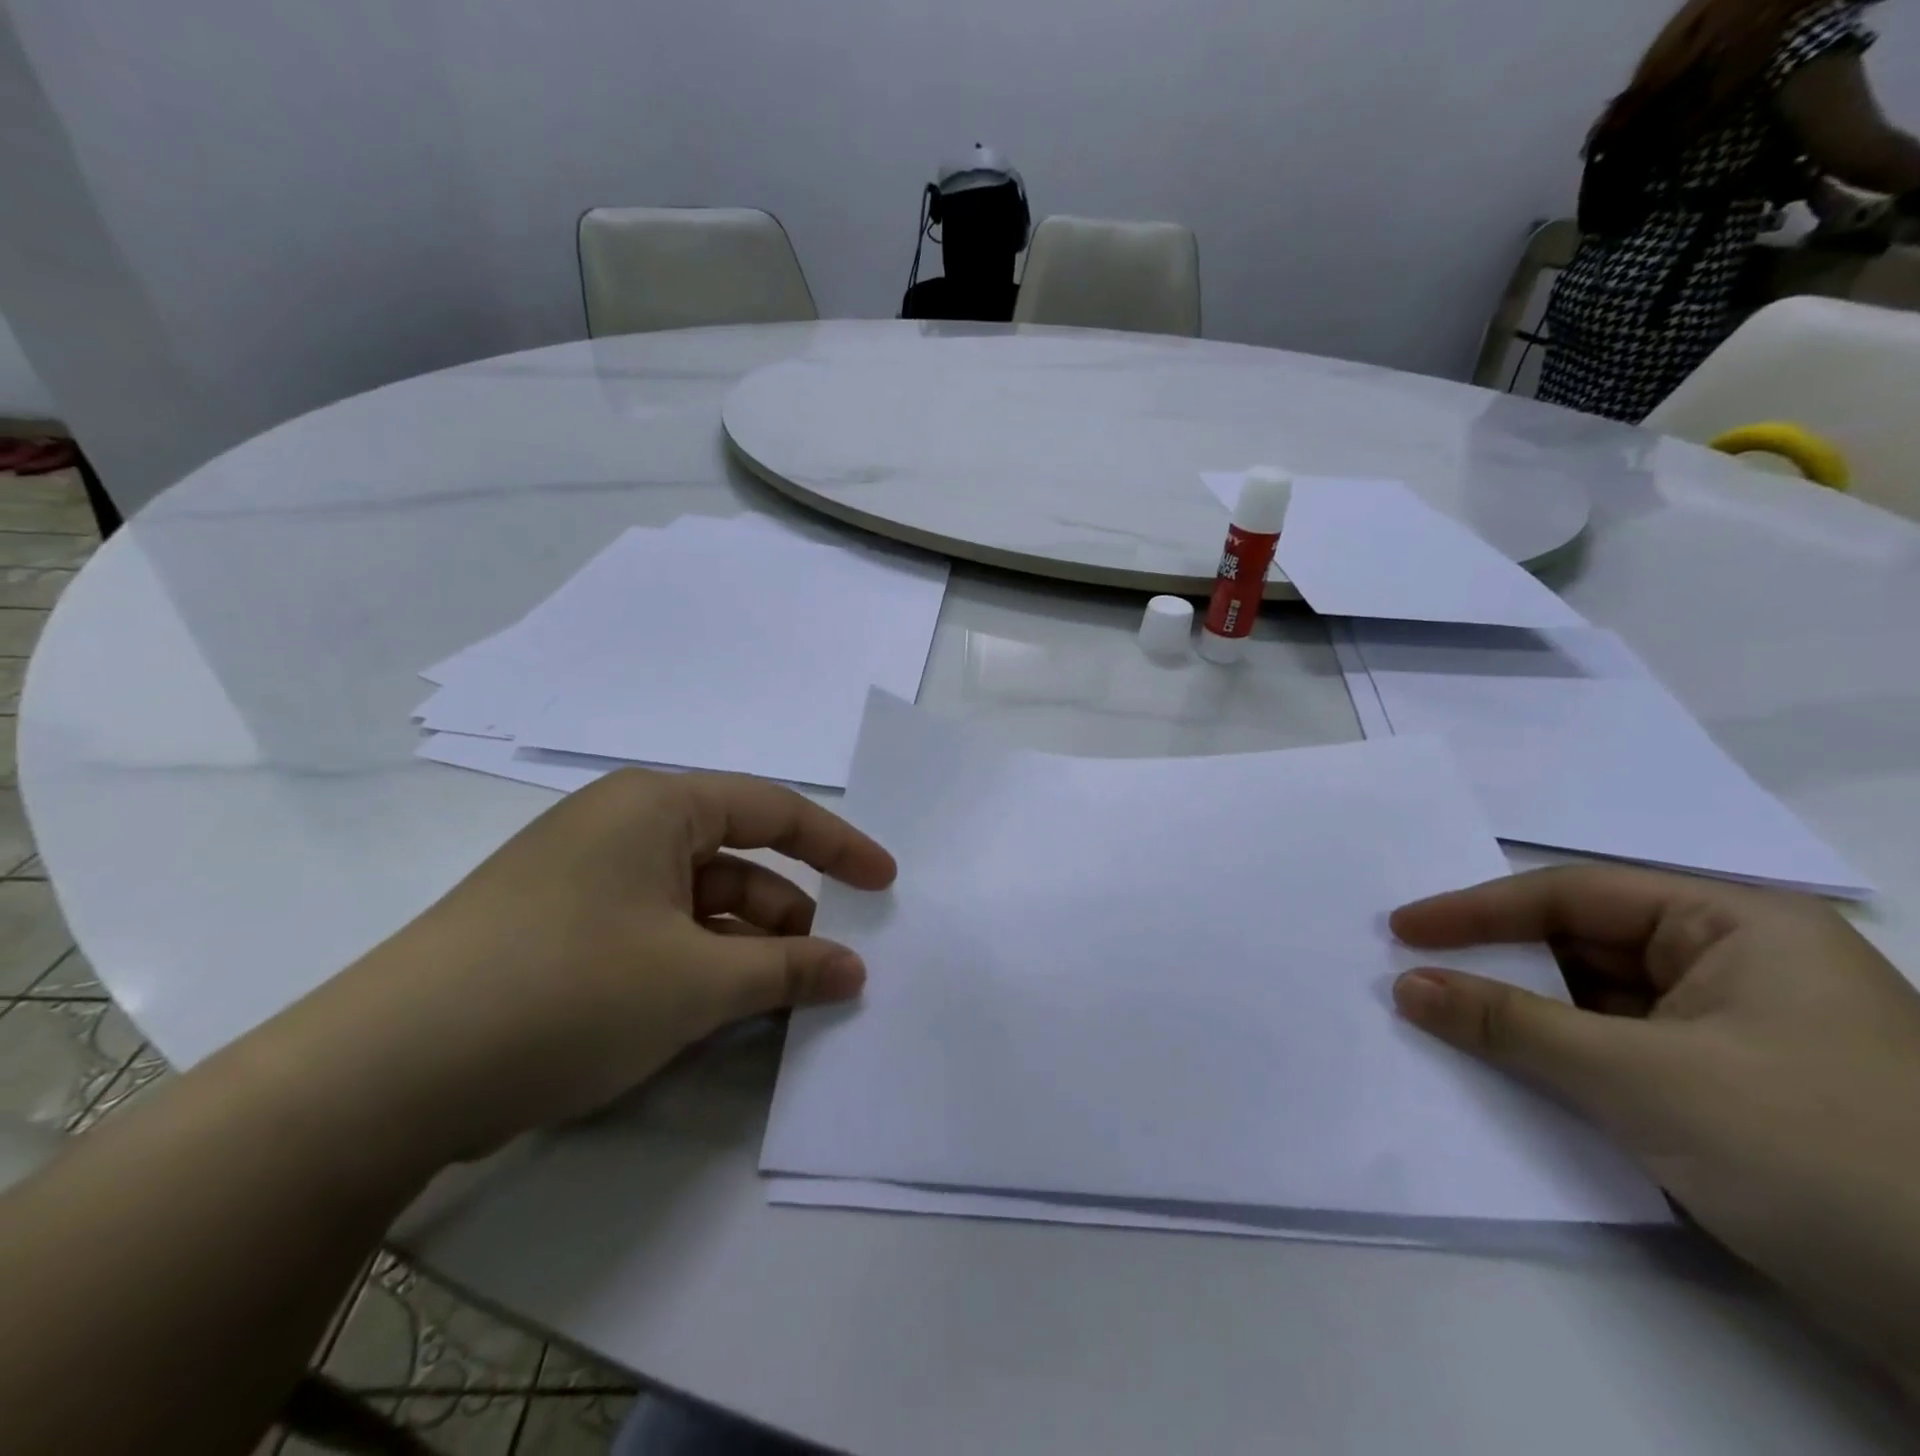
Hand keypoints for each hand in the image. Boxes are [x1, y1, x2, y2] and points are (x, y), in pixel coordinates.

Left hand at [306, 769, 895, 1160]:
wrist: (381, 1077)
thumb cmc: (566, 992)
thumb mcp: (696, 983)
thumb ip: (788, 971)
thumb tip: (854, 971)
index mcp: (656, 806)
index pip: (774, 810)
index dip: (839, 847)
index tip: (885, 882)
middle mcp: (622, 827)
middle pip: (735, 861)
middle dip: (786, 915)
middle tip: (826, 971)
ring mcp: (586, 879)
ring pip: (695, 903)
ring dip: (742, 948)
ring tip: (777, 1004)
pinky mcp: (560, 930)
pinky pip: (655, 933)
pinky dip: (696, 965)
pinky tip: (715, 1013)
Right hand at [1390, 866, 1919, 1390]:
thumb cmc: (1819, 1156)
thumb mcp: (1640, 1078)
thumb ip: (1509, 1024)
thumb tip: (1405, 985)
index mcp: (1739, 927)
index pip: (1575, 896)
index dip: (1477, 910)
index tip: (1401, 930)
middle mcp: (1741, 967)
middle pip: (1583, 945)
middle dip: (1497, 962)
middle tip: (1412, 971)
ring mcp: (1741, 1036)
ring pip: (1597, 1003)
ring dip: (1522, 1015)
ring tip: (1440, 1017)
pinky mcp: (1734, 1099)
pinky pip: (1619, 1054)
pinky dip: (1559, 1059)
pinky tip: (1504, 1068)